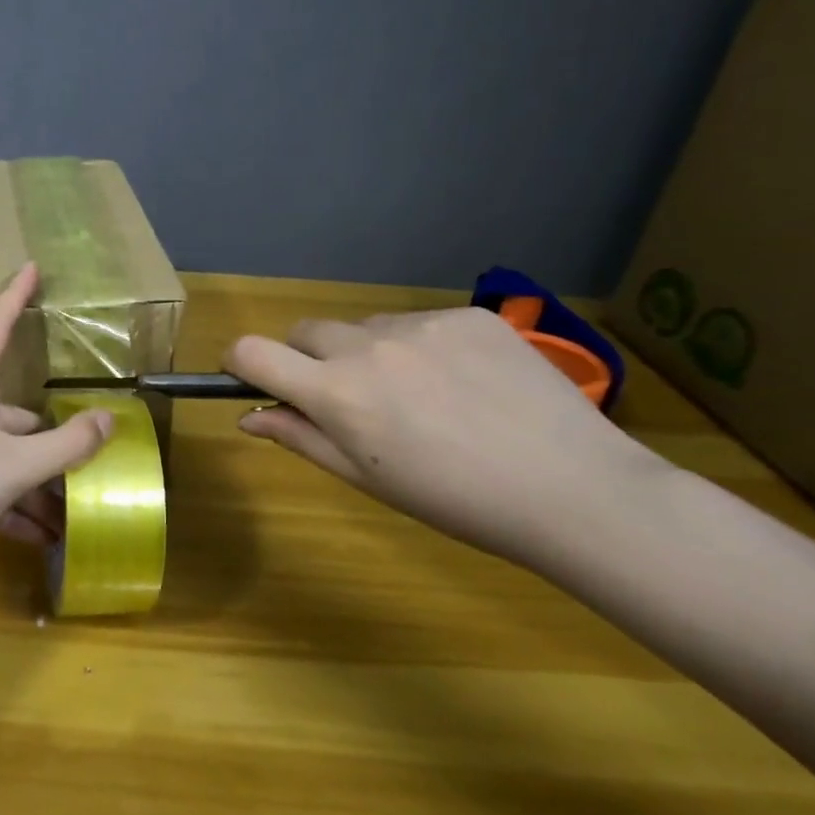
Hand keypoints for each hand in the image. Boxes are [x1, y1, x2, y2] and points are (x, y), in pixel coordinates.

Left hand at [0, 264, 112, 592]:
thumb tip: (108, 418)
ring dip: (41, 485)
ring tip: (75, 513)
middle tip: (95, 454)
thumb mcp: (15, 464)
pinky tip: (44, 538)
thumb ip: (66, 444)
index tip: (32, 266)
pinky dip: (19, 511)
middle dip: (55, 439)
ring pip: (11, 459)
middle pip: (18, 413)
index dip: (14, 296)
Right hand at [225, 308, 658, 564]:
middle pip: (306, 331)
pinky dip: (420, 347)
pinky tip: (462, 383)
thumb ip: (300, 437)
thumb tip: (248, 418)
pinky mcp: (468, 314)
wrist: (573, 489)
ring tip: (420, 396)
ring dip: (368, 352)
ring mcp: (421, 324)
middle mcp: (367, 345)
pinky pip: (418, 322)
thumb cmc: (454, 500)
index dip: (241, 362)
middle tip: (349, 400)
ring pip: (366, 327)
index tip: (253, 379)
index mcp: (336, 392)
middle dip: (308, 359)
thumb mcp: (366, 478)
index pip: (253, 352)